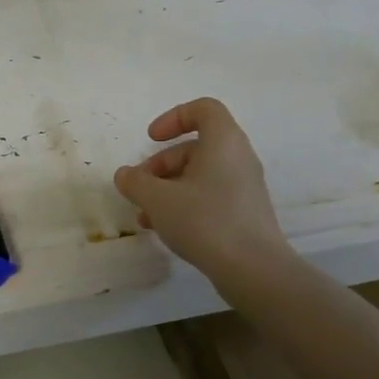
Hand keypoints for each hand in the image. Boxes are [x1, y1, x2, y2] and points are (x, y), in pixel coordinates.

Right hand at [113, 98, 292, 290]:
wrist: (253, 269)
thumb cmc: (205, 221)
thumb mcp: (158, 199)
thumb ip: (136, 182)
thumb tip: (125, 175)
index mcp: (223, 141)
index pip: (203, 109)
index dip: (173, 118)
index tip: (151, 139)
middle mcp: (238, 158)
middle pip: (196, 146)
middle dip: (162, 164)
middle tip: (140, 186)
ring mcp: (244, 187)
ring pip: (200, 175)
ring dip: (168, 188)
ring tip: (145, 215)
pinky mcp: (245, 213)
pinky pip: (210, 196)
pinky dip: (185, 204)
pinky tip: (164, 229)